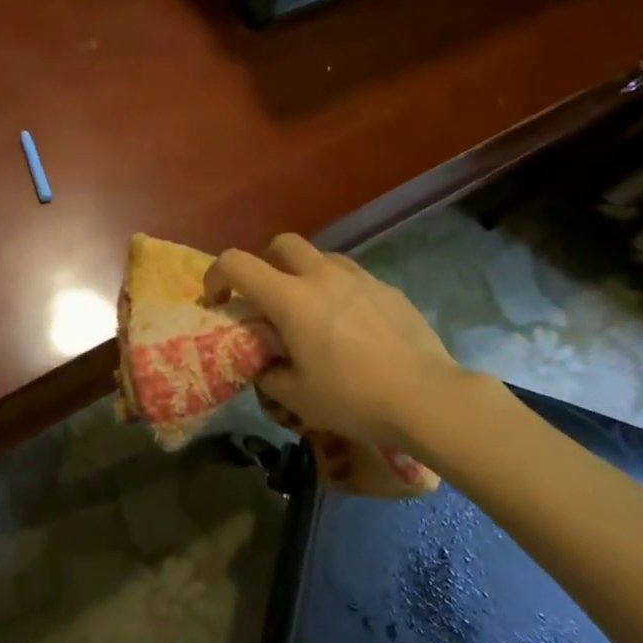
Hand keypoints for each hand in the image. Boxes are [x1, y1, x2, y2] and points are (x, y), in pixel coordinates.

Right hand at [204, 234, 467, 451]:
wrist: (427, 397)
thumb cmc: (354, 398)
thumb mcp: (298, 397)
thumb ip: (269, 375)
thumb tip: (266, 365)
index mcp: (291, 299)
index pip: (236, 263)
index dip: (216, 276)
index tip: (217, 301)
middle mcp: (322, 276)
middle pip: (281, 243)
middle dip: (264, 263)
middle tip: (267, 298)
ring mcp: (360, 278)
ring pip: (320, 256)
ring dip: (303, 273)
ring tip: (310, 310)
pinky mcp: (388, 289)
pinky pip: (352, 277)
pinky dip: (338, 290)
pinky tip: (350, 326)